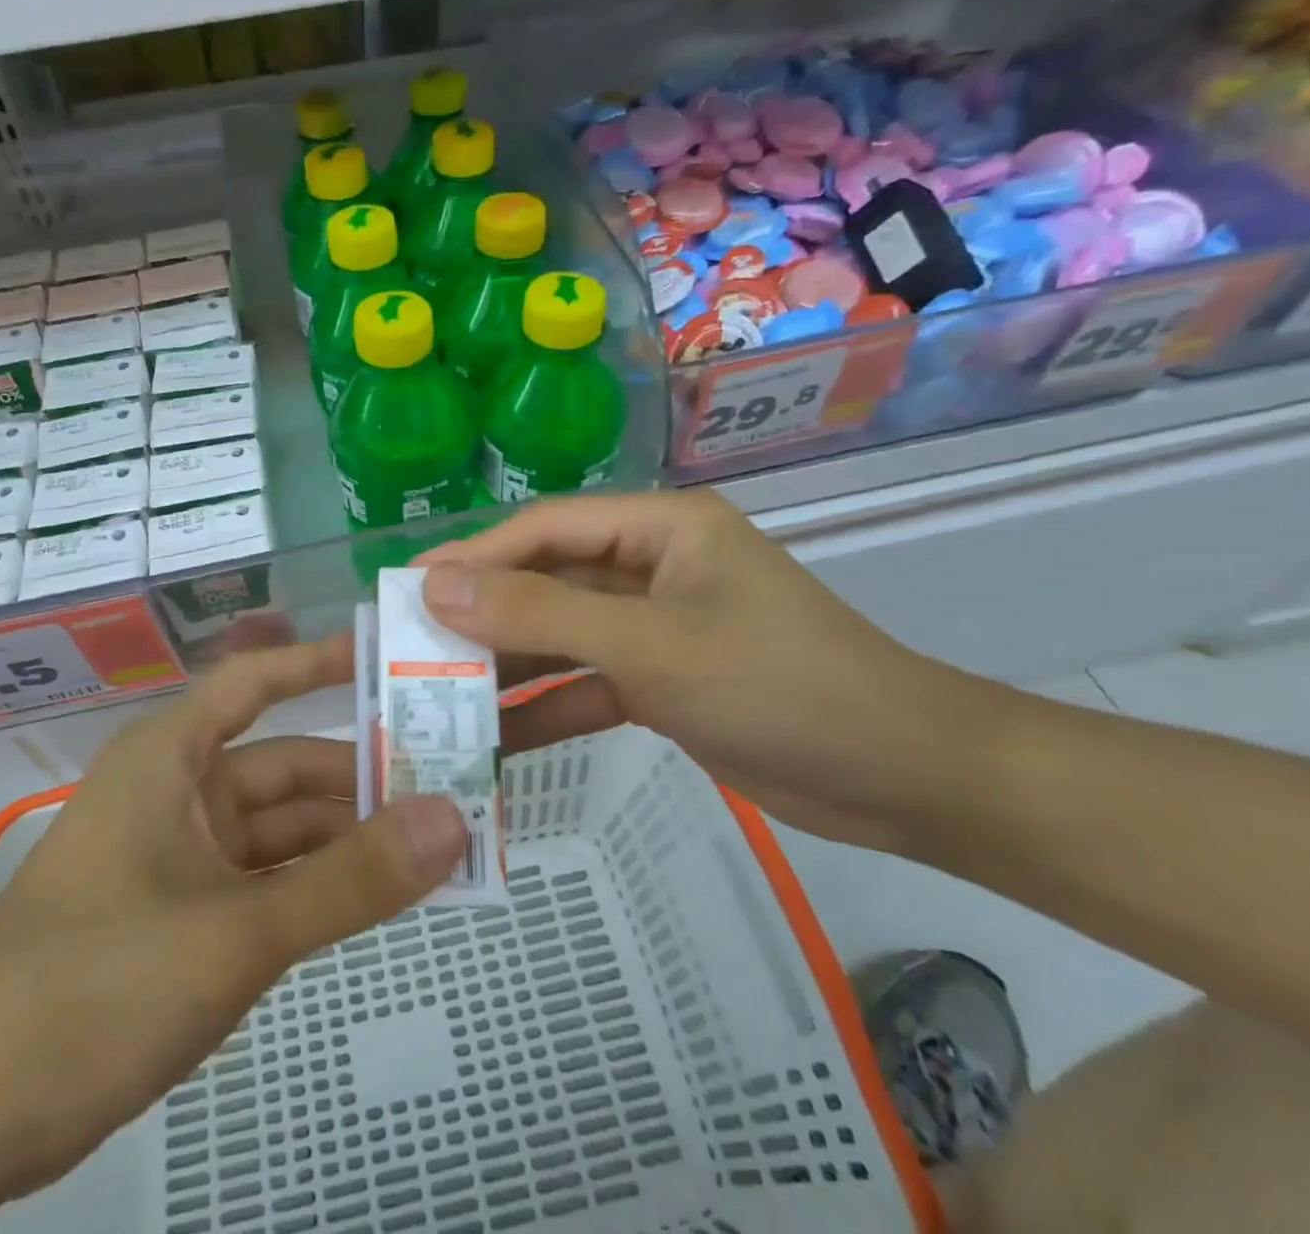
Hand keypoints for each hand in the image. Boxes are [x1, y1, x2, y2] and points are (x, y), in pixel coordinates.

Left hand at [0, 639, 466, 1208]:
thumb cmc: (93, 987)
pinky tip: (380, 894)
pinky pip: (270, 878)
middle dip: (365, 776)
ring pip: (284, 829)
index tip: (392, 657)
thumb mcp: (236, 932)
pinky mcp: (186, 912)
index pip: (257, 680)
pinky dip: (320, 884)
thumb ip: (350, 881)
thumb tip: (453, 820)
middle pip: (287, 765)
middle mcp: (180, 790)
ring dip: (351, 837)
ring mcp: (183, 854)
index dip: (321, 661)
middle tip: (453, 780)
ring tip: (437, 841)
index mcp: (172, 756)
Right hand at [416, 491, 992, 851]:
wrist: (903, 780)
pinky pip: (585, 684)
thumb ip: (540, 614)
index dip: (473, 557)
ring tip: (437, 696)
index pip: (544, 529)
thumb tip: (437, 585)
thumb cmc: (778, 685)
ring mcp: (655, 627)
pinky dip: (545, 709)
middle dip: (483, 615)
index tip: (406, 590)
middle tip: (409, 647)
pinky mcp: (660, 681)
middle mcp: (651, 566)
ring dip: (508, 666)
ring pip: (561, 636)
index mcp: (659, 528)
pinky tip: (493, 741)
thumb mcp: (649, 645)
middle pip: (547, 581)